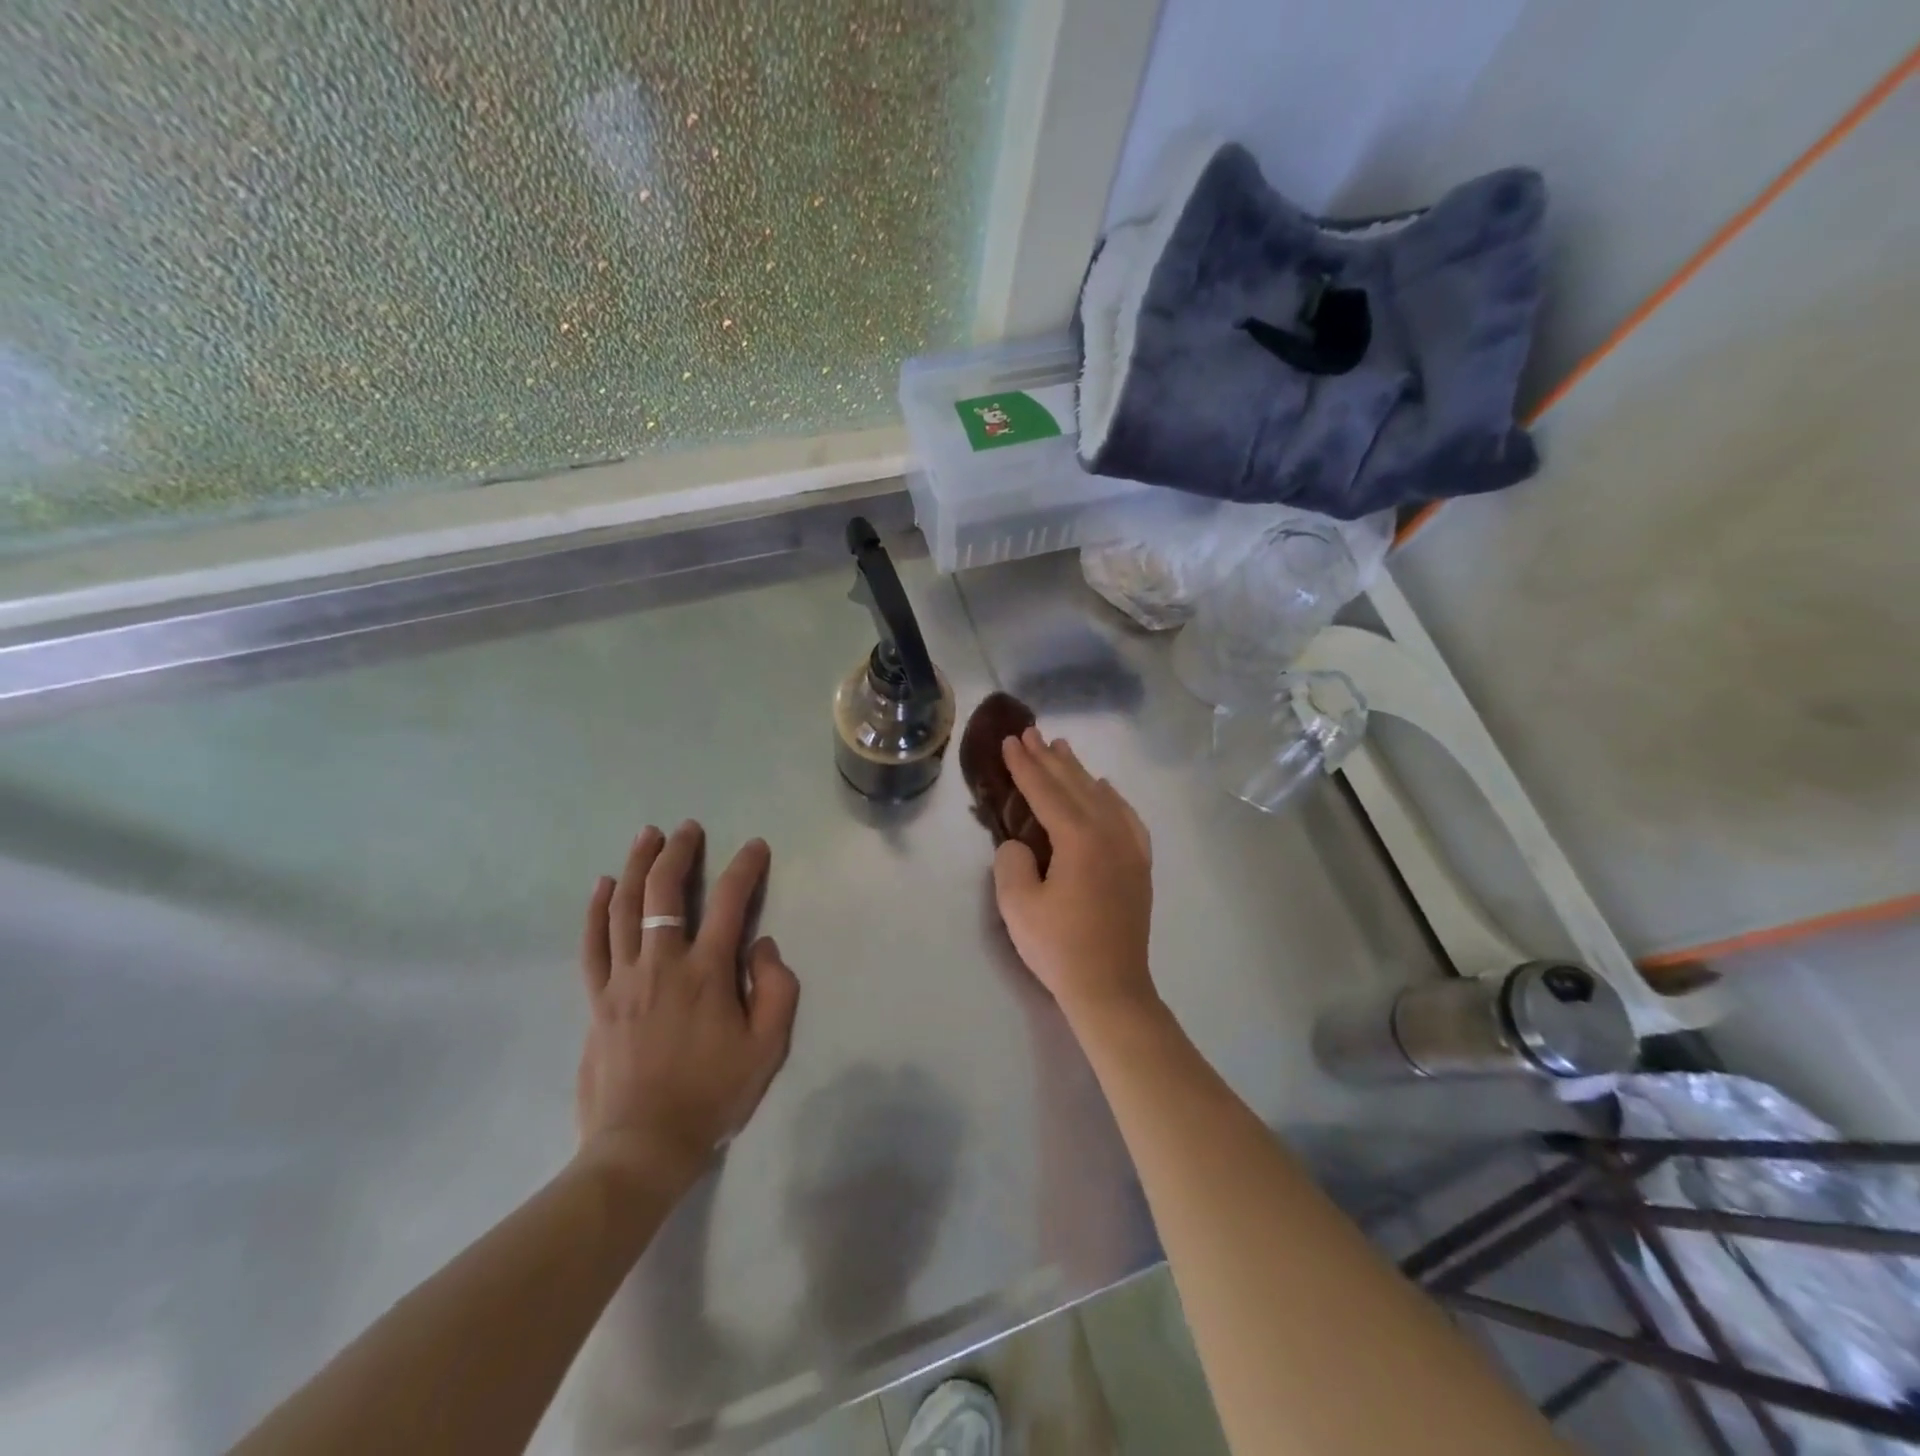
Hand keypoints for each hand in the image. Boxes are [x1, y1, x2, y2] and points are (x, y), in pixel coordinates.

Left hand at [575, 821, 799, 1194]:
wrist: (643, 1145)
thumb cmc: (713, 1094)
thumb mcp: (768, 1047)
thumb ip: (776, 988)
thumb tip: (761, 945)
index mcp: (707, 973)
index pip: (731, 902)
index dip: (745, 867)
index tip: (755, 846)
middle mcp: (662, 964)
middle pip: (666, 892)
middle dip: (679, 853)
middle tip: (688, 828)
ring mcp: (623, 979)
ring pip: (626, 908)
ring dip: (638, 865)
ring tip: (648, 836)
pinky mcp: (597, 999)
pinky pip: (593, 944)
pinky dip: (597, 910)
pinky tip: (604, 885)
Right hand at [992, 728, 1156, 1023]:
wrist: (1110, 987)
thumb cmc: (1059, 947)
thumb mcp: (1017, 905)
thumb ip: (1012, 861)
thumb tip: (1022, 844)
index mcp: (1079, 839)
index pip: (1046, 792)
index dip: (1025, 766)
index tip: (1011, 741)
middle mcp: (1109, 833)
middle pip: (1076, 786)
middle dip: (1050, 759)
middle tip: (1031, 733)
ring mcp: (1130, 848)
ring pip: (1102, 797)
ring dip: (1079, 772)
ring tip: (1063, 749)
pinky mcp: (1139, 865)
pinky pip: (1127, 817)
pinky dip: (1112, 798)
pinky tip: (1105, 789)